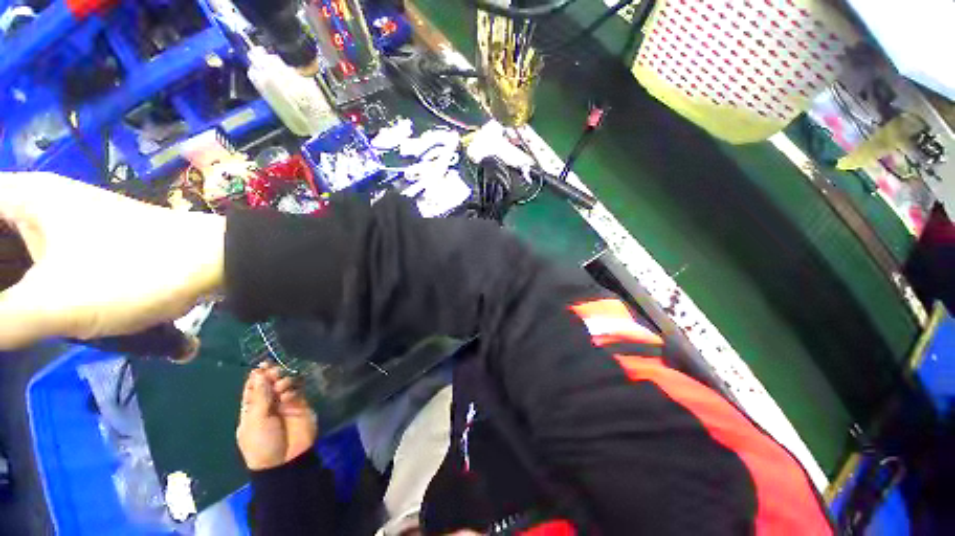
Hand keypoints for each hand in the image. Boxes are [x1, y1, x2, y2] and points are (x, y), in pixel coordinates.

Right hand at [0, 172, 225, 349]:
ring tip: (15, 318)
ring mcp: (70, 224)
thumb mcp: (53, 302)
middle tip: (7, 314)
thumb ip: (1, 320)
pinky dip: (34, 289)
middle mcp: (42, 204)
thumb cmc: (134, 271)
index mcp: (23, 198)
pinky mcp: (93, 246)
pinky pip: (45, 265)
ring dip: (12, 288)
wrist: (214, 263)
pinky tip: (32, 313)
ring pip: (17, 255)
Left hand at [236, 363, 317, 470]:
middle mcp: (269, 404)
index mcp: (252, 409)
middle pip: (270, 383)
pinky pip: (298, 391)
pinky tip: (289, 395)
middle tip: (274, 373)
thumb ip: (259, 396)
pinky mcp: (301, 405)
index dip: (256, 377)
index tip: (262, 366)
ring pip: (285, 384)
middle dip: (272, 376)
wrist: (286, 461)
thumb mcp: (255, 421)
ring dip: (282, 381)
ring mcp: (286, 404)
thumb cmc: (262, 444)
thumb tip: (258, 373)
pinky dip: (294, 389)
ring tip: (281, 386)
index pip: (253, 388)